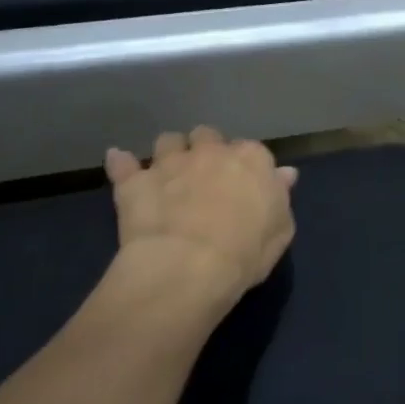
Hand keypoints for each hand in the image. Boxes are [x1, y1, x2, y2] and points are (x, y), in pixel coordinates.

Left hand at [103, 127, 296, 310]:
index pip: (251, 150)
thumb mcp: (281, 231)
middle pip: (208, 136)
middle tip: (204, 177)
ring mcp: (170, 163)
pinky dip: (122, 163)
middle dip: (206, 150)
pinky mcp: (134, 181)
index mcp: (252, 160)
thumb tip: (284, 173)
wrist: (188, 268)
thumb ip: (280, 196)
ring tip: (168, 173)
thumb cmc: (246, 253)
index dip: (245, 166)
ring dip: (169, 153)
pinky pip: (122, 162)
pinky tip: (120, 164)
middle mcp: (211, 151)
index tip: (243, 185)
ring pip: (168, 140)